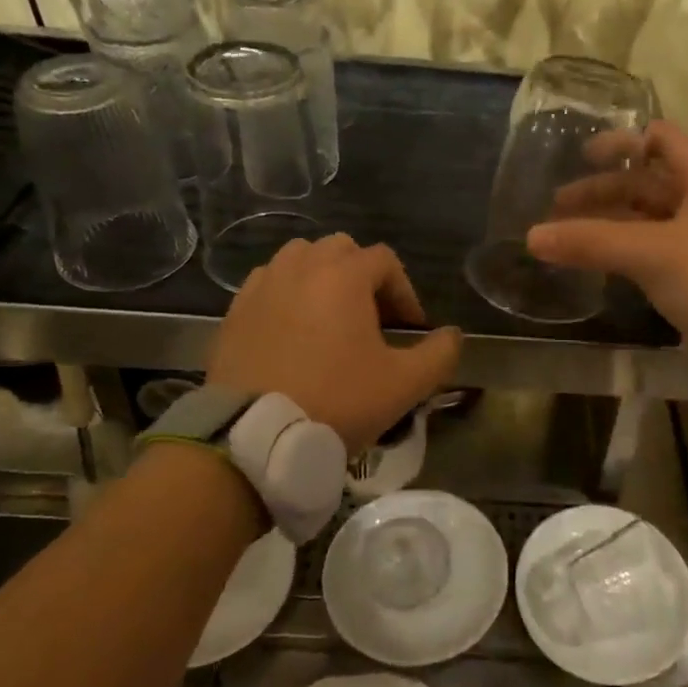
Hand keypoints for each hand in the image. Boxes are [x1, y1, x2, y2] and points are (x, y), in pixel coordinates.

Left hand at [206, 235, 462, 454]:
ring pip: (300, 259)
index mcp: (343, 276)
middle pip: (341, 250)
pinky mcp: (235, 311)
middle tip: (372, 318)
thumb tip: (452, 335)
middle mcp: (300, 267)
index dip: (404, 291)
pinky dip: (287, 294)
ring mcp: (262, 286)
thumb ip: (439, 354)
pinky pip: (268, 284)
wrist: (254, 437)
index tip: (409, 328)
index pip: (384, 260)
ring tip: (330, 319)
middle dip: (363, 276)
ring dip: (322, 278)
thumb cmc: (336, 402)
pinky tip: (293, 331)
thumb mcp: (404, 385)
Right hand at [526, 120, 687, 373]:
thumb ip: (592, 242)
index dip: (623, 141)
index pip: (662, 139)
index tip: (582, 155)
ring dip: (609, 222)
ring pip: (647, 219)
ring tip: (567, 234)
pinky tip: (595, 262)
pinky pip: (651, 251)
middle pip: (646, 183)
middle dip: (602, 190)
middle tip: (558, 206)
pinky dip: (622, 250)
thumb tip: (533, 237)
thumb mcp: (652, 254)